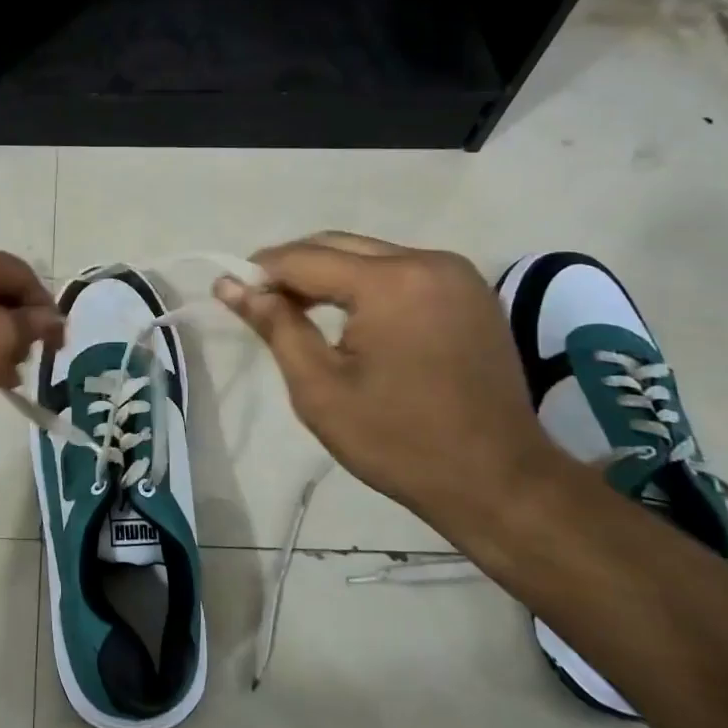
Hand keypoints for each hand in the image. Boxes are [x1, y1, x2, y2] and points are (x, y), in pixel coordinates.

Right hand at [213, 231, 568, 526]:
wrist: (498, 481)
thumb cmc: (399, 441)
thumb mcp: (320, 388)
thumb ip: (275, 326)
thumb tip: (229, 286)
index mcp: (392, 282)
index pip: (306, 258)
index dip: (261, 271)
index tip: (229, 291)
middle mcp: (428, 261)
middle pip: (339, 246)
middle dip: (293, 269)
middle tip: (260, 303)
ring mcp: (456, 274)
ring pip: (370, 255)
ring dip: (329, 275)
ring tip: (297, 310)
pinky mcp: (470, 292)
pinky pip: (401, 271)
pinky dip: (366, 284)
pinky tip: (348, 316)